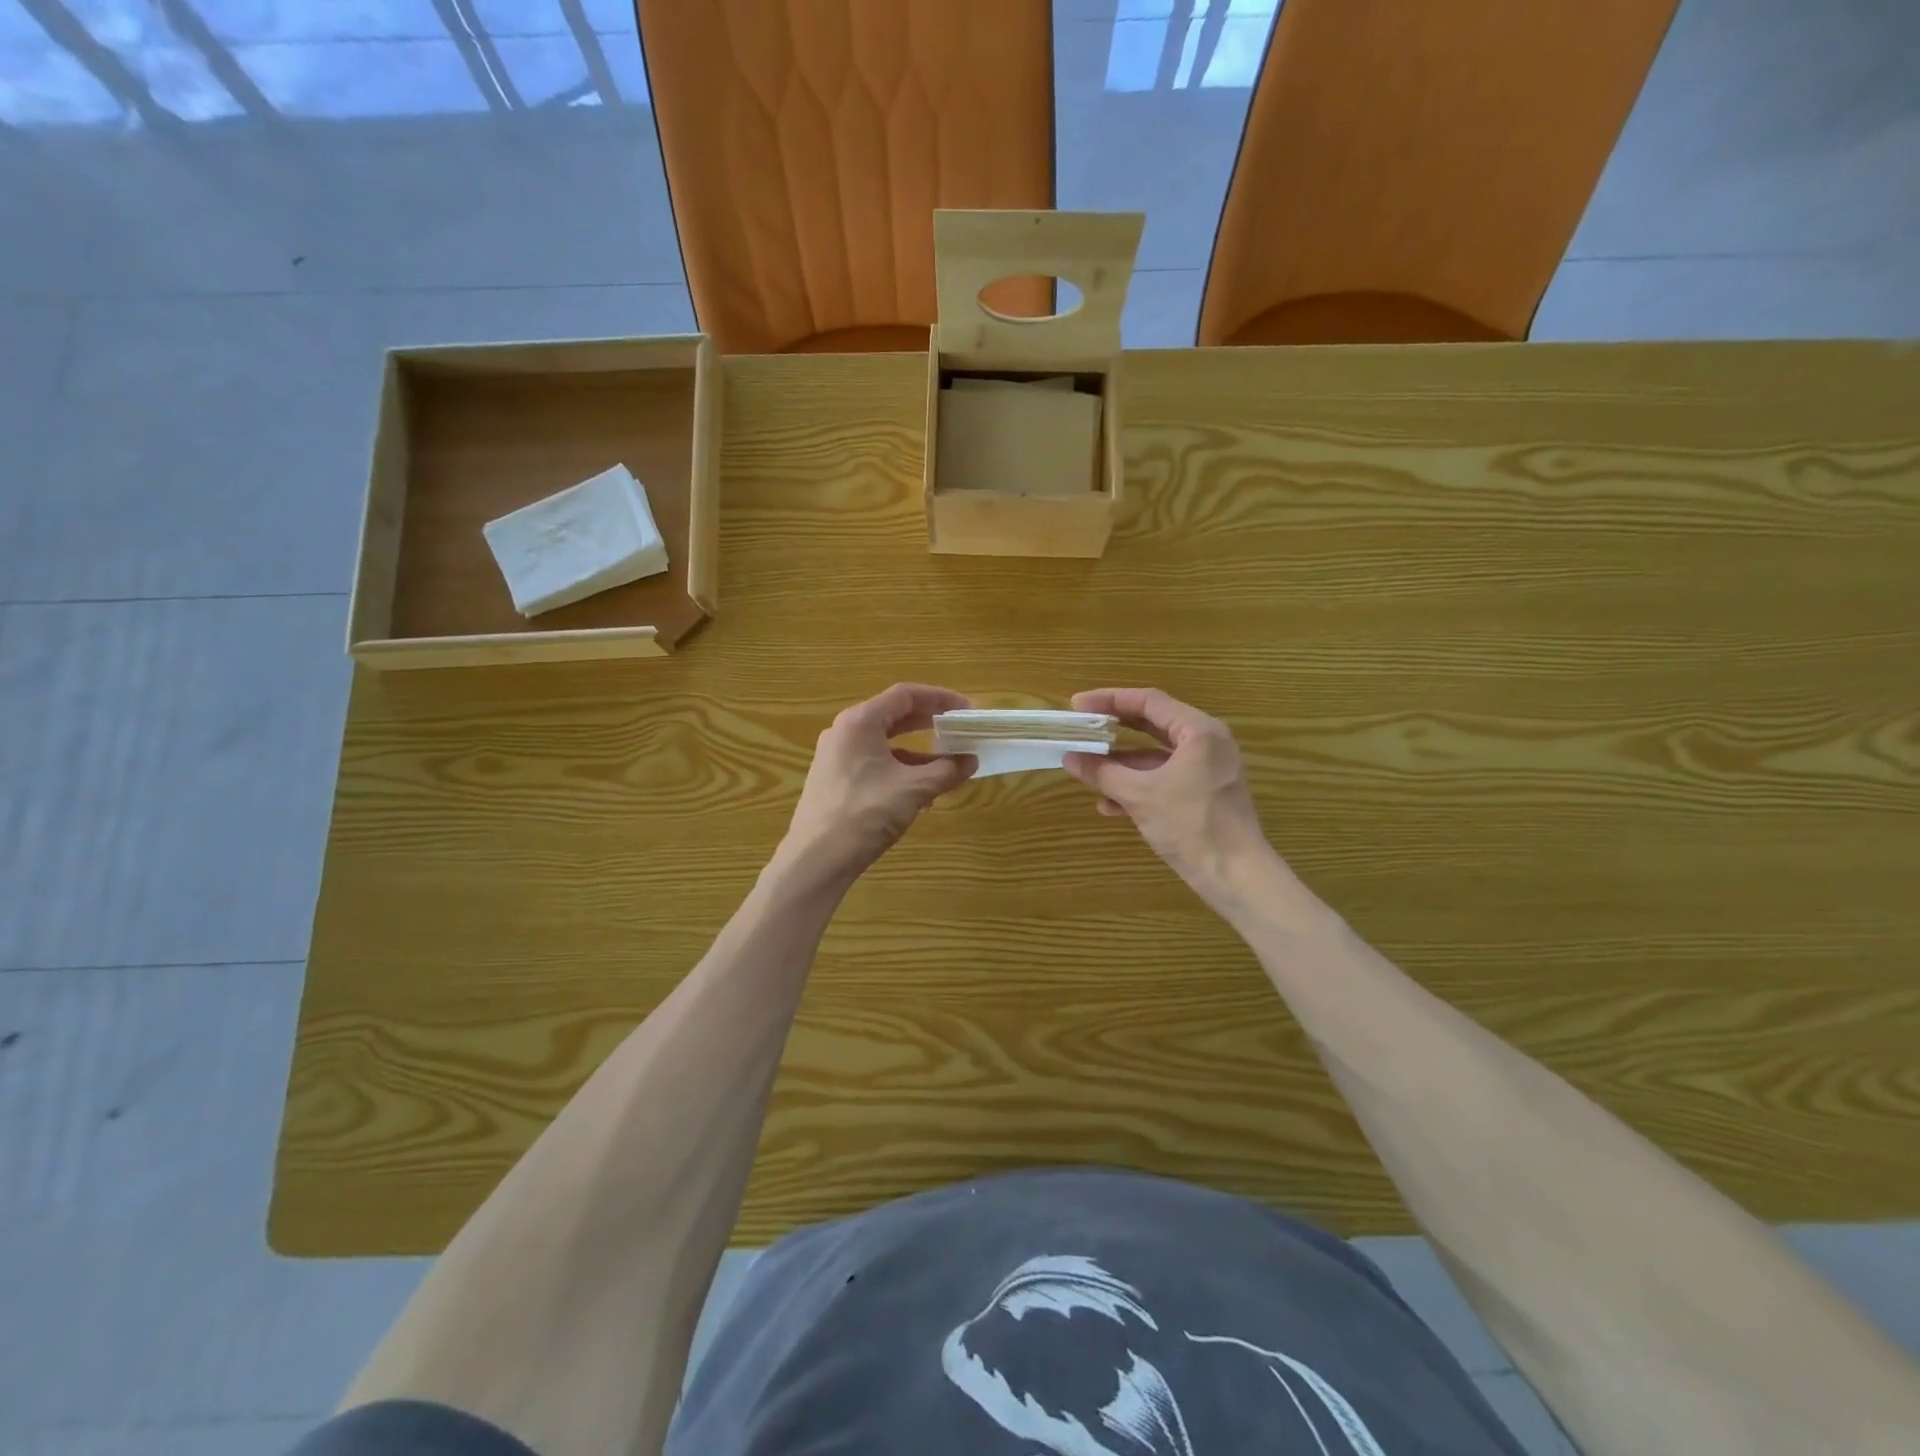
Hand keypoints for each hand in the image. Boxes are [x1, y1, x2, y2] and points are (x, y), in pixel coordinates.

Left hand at [777, 684, 976, 889]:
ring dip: (918, 751)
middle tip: (959, 730)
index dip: (940, 698)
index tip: (966, 710)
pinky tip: (921, 792)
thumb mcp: (913, 790)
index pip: (905, 695)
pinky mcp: (835, 780)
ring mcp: (836, 757)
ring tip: (947, 766)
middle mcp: (845, 732)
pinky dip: (900, 769)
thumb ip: (946, 771)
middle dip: (930, 723)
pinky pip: (874, 763)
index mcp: (860, 722)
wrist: (816, 859)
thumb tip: (970, 761)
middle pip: (894, 716)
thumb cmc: (866, 814)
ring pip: (885, 743)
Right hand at [1063, 688, 1288, 913]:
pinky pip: (1164, 779)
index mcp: (1199, 732)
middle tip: (1082, 727)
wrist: (1235, 875)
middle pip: (1152, 725)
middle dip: (1114, 730)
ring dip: (1121, 763)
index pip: (1149, 702)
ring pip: (1156, 756)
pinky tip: (1108, 804)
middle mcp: (1206, 743)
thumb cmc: (1190, 825)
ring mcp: (1206, 770)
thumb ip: (1102, 772)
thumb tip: (1069, 757)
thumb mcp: (1140, 796)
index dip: (1110, 700)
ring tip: (1087, 767)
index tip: (1078, 704)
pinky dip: (1138, 785)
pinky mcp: (1202, 795)